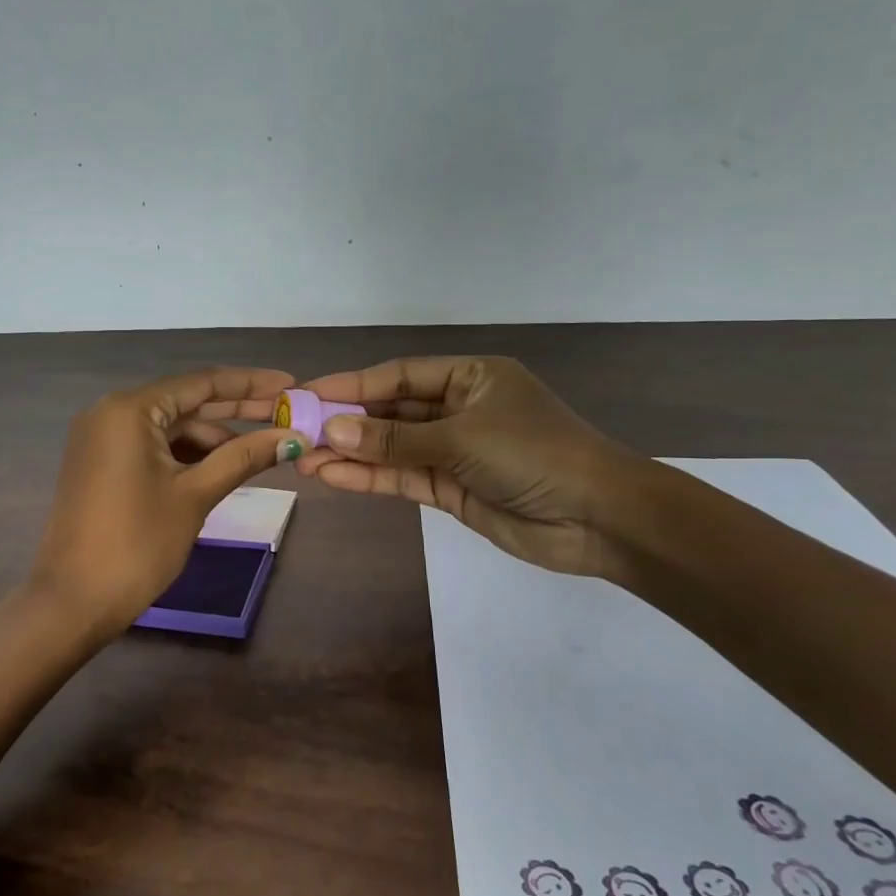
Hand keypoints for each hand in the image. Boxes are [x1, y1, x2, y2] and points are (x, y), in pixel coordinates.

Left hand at [29, 368, 306, 635]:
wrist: (73, 601)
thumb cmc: (138, 544)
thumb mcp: (195, 496)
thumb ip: (243, 458)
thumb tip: (292, 437)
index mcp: (129, 409)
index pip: (200, 382)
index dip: (250, 384)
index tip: (290, 385)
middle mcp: (110, 412)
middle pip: (185, 402)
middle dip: (236, 409)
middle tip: (286, 413)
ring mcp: (101, 438)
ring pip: (169, 427)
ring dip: (212, 437)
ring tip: (261, 448)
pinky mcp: (100, 463)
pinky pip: (151, 446)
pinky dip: (186, 454)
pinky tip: (222, 465)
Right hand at [294, 356, 639, 577]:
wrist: (598, 519)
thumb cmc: (535, 455)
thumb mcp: (461, 438)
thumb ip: (395, 438)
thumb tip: (333, 430)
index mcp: (470, 377)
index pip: (398, 375)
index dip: (351, 385)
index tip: (308, 395)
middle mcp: (459, 409)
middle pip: (391, 411)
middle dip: (346, 422)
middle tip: (296, 431)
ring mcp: (454, 451)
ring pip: (391, 447)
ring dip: (350, 453)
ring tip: (303, 459)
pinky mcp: (451, 488)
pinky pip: (403, 477)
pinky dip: (370, 478)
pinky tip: (332, 478)